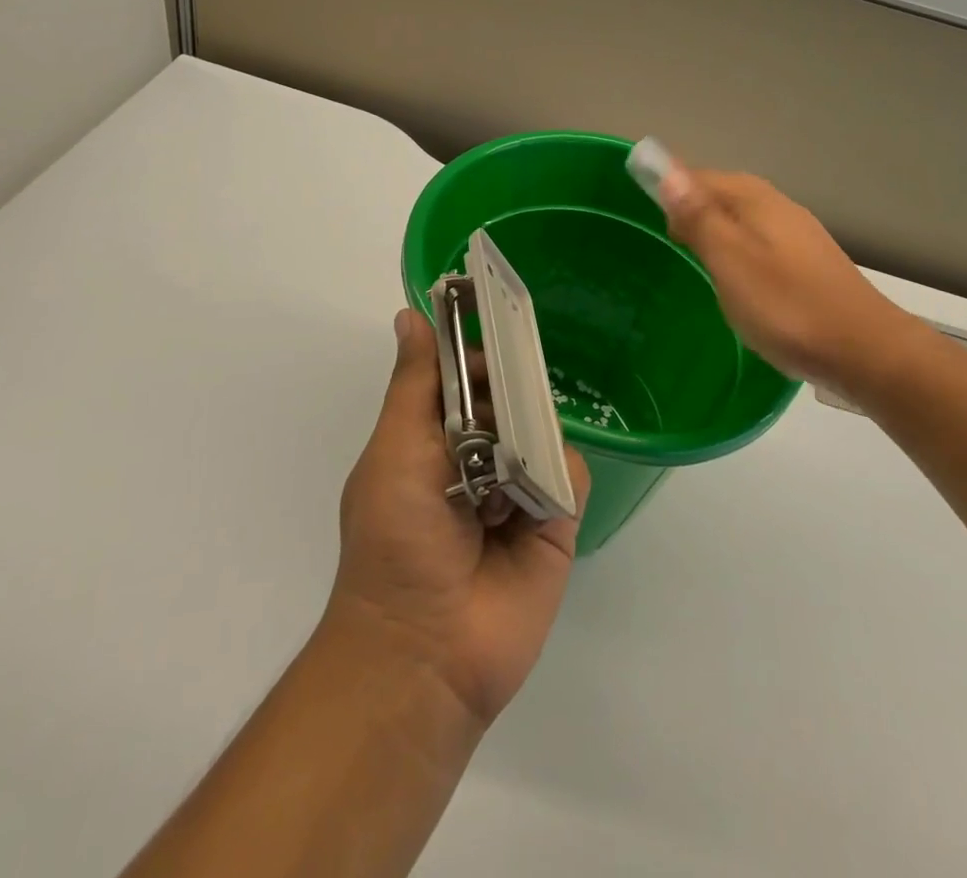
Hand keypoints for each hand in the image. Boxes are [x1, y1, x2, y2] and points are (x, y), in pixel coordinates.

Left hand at [327, 309, 589, 727]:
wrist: (426, 651)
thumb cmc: (396, 540)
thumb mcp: (395, 450)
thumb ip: (414, 384)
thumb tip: (410, 314)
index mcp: (434, 437)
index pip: (463, 376)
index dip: (476, 350)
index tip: (493, 315)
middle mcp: (479, 456)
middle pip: (510, 396)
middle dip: (512, 386)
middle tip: (511, 381)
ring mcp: (519, 488)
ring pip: (544, 428)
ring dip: (532, 435)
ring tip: (510, 462)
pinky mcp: (556, 521)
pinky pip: (572, 473)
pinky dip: (557, 477)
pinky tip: (533, 500)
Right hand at [656, 161, 917, 388]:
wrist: (866, 351)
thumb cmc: (787, 306)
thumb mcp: (731, 261)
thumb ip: (700, 217)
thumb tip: (668, 171)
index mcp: (755, 200)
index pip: (700, 177)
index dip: (670, 189)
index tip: (647, 217)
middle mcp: (778, 206)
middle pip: (723, 194)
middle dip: (692, 208)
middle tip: (670, 242)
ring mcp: (798, 234)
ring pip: (742, 219)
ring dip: (716, 231)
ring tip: (696, 261)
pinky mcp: (809, 262)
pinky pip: (760, 242)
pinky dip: (739, 252)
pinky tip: (736, 281)